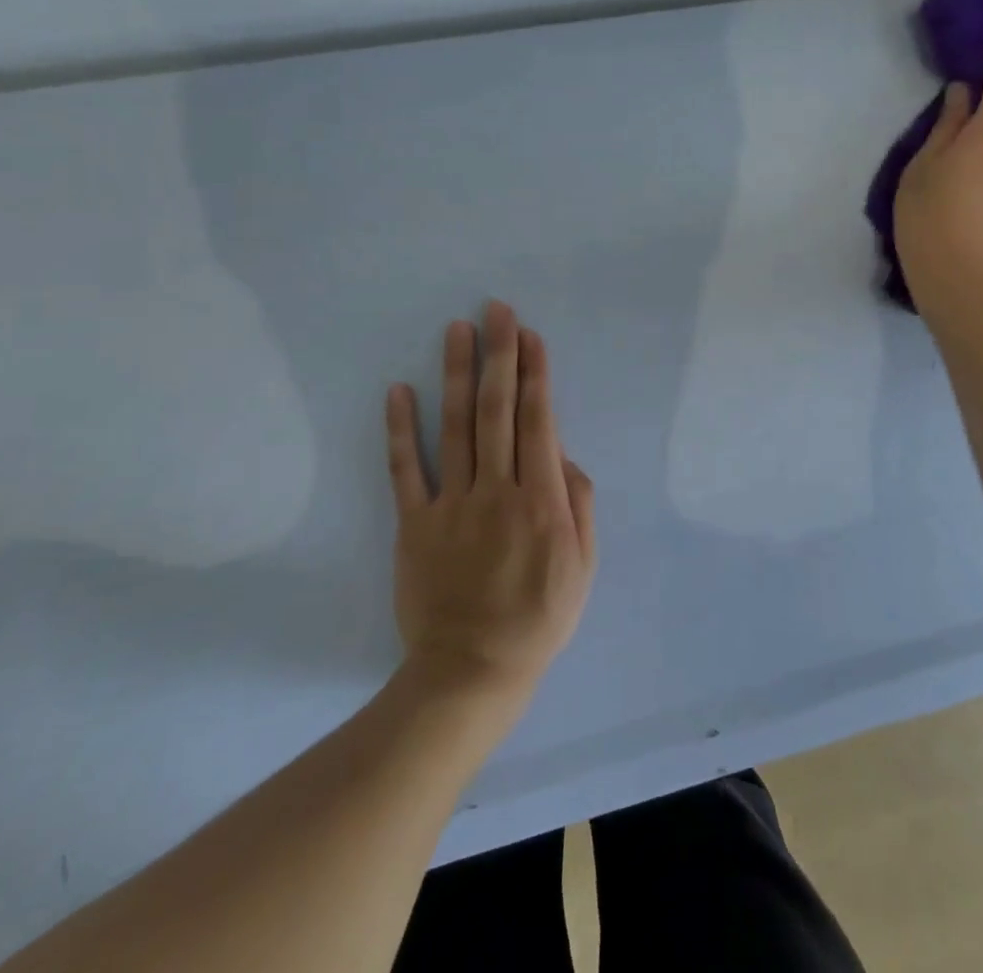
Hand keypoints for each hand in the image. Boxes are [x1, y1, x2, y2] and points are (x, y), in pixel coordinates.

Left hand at [385, 302, 596, 707]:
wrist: (472, 671)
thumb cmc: (539, 617)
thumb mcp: (583, 566)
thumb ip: (578, 503)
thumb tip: (561, 454)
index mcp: (540, 500)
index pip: (538, 421)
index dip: (535, 374)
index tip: (530, 335)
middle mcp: (496, 491)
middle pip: (497, 411)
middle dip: (499, 356)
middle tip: (496, 310)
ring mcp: (451, 505)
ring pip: (455, 428)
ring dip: (457, 375)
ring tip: (456, 330)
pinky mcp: (414, 524)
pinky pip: (405, 470)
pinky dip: (401, 429)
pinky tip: (399, 390)